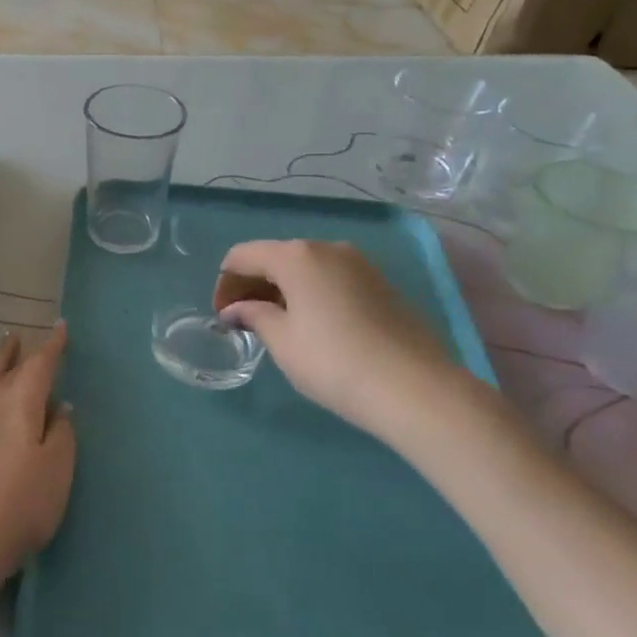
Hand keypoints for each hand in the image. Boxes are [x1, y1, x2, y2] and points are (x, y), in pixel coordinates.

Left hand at [0, 323, 75, 587]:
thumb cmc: (25, 504)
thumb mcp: (58, 468)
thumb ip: (61, 431)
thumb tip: (60, 405)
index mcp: (22, 402)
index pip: (40, 364)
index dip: (52, 346)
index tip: (60, 328)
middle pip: (7, 368)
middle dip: (19, 352)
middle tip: (23, 337)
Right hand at [214, 239, 475, 443]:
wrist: (414, 388)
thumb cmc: (333, 362)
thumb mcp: (282, 341)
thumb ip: (254, 316)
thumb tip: (237, 309)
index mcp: (296, 256)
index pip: (243, 255)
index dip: (224, 284)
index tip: (222, 317)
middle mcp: (327, 248)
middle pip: (275, 256)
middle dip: (252, 284)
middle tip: (242, 322)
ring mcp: (359, 264)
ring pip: (305, 268)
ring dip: (281, 289)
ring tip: (274, 326)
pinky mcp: (380, 284)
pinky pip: (330, 279)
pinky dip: (309, 294)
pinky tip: (310, 326)